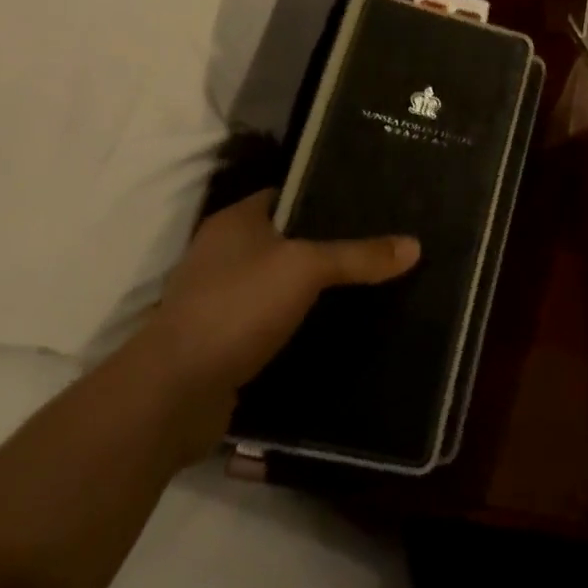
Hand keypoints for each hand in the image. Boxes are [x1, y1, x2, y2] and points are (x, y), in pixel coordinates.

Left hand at [136, 190, 419, 409]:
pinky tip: (334, 327)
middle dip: (327, 244)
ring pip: (279, 283)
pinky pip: (270, 321)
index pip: (288, 193)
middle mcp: (222, 254)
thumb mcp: (307, 269)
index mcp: (235, 221)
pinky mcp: (220, 341)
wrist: (172, 394)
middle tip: (377, 243)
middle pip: (287, 238)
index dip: (326, 194)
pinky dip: (296, 323)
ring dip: (312, 288)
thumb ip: (359, 256)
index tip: (369, 201)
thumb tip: (414, 245)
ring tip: (365, 283)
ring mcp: (217, 299)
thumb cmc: (237, 307)